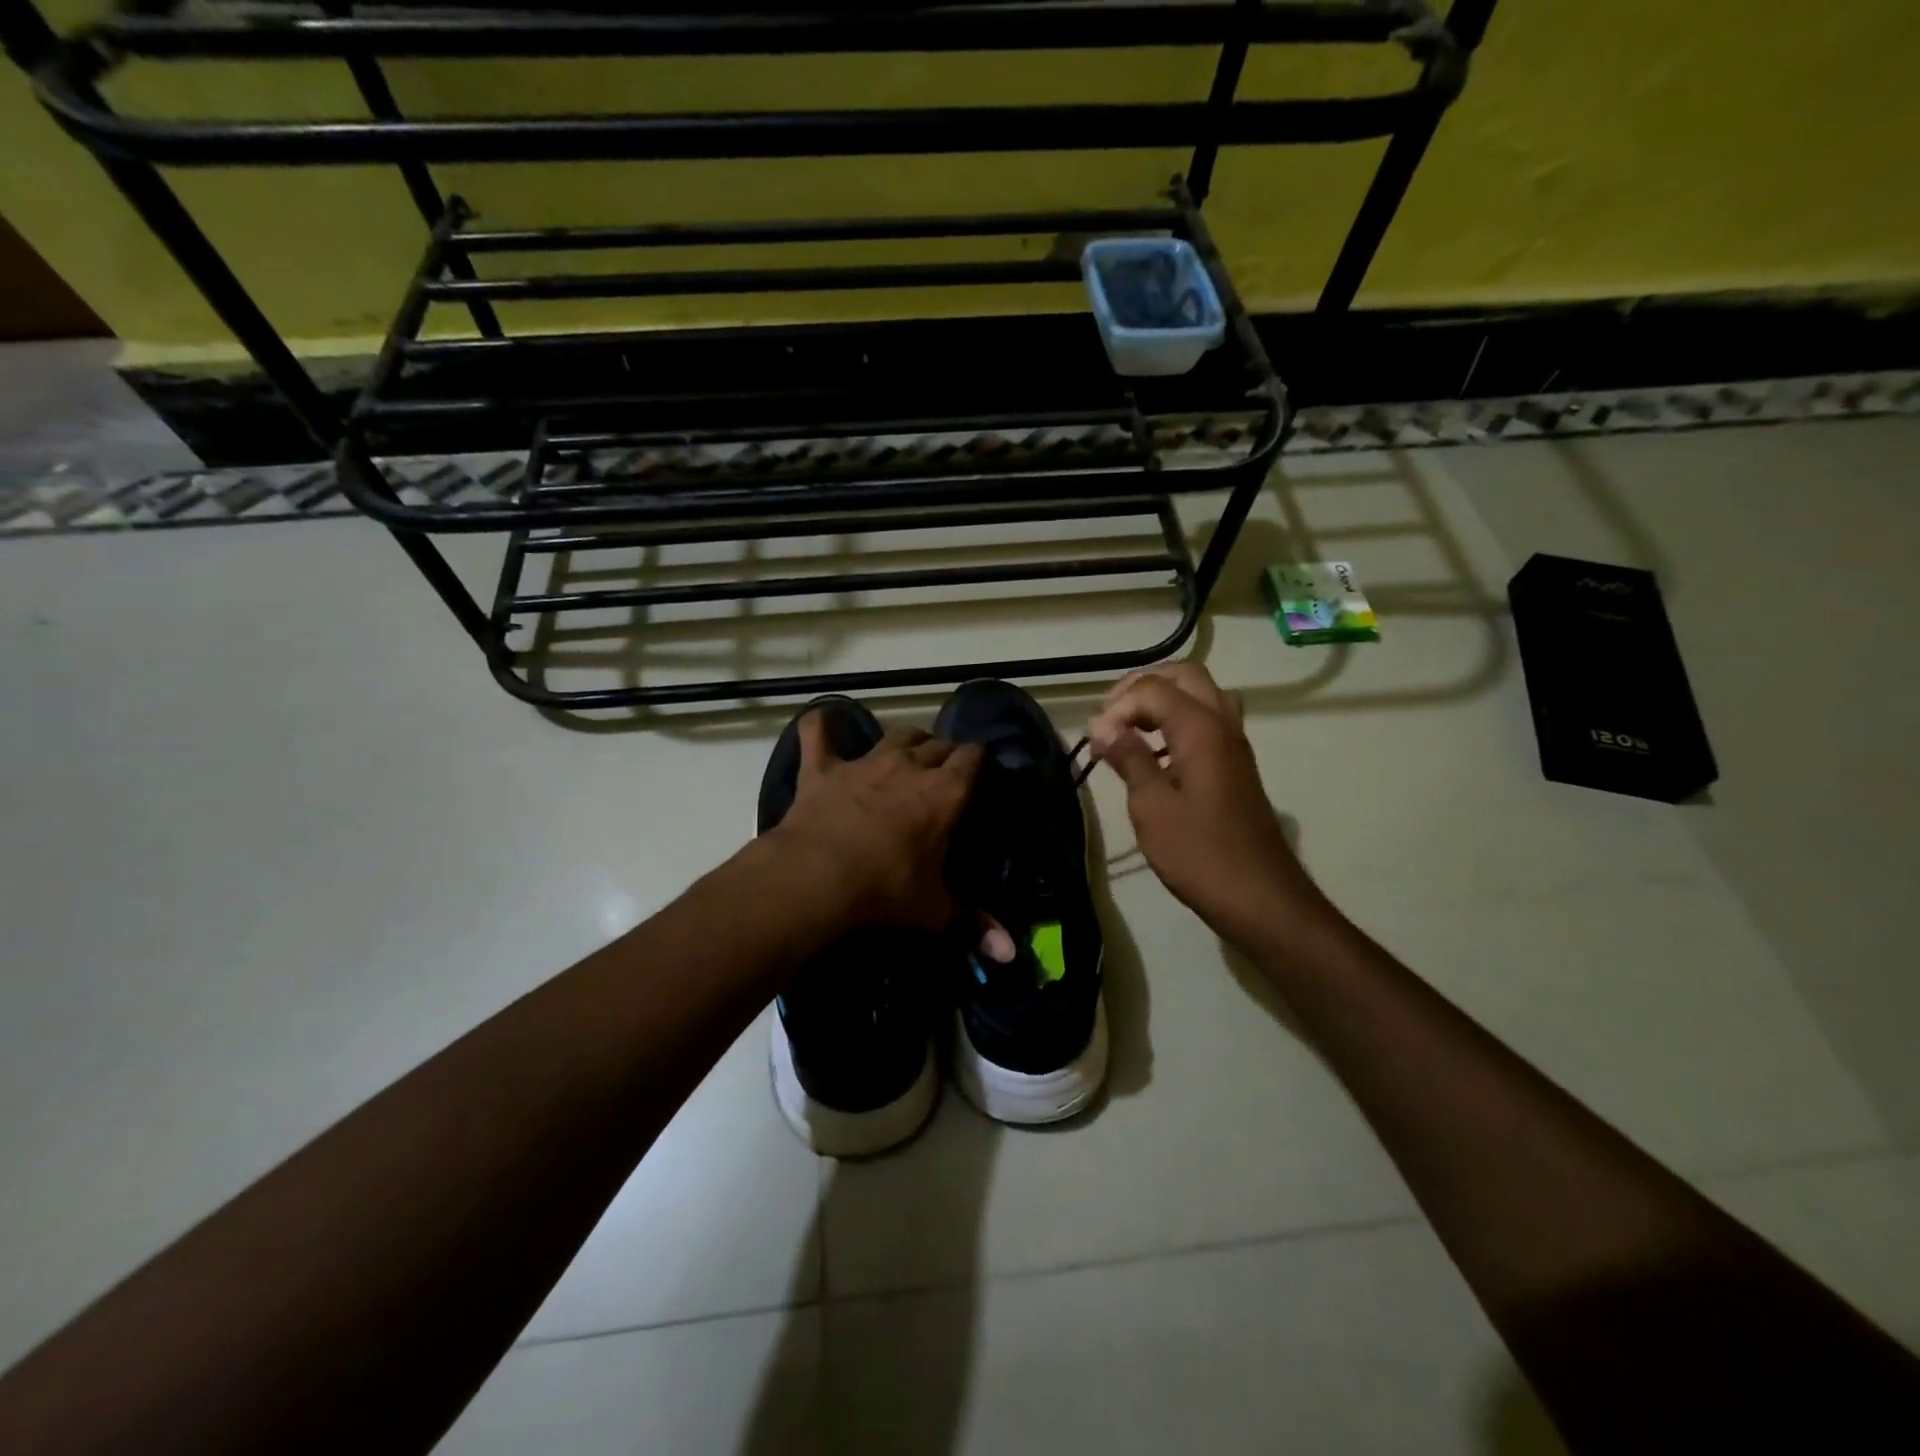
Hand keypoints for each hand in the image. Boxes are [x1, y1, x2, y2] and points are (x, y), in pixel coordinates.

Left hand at [772, 717, 982, 932]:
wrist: (817, 878)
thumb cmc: (885, 891)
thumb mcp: (934, 910)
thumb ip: (974, 924)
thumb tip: (1010, 953)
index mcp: (945, 793)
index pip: (972, 758)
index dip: (976, 761)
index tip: (977, 771)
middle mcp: (909, 766)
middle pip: (937, 743)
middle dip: (944, 751)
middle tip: (943, 771)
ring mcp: (864, 762)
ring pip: (895, 733)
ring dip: (905, 739)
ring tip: (906, 751)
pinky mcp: (824, 768)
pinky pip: (819, 734)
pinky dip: (821, 726)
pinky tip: (821, 721)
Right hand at [1086, 664, 1324, 941]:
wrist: (1259, 896)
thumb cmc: (1199, 852)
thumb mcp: (1151, 806)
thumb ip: (1128, 758)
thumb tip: (1102, 725)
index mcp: (1201, 728)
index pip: (1152, 689)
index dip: (1117, 707)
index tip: (1095, 741)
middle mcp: (1223, 724)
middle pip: (1185, 676)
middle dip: (1143, 687)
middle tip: (1111, 715)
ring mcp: (1235, 744)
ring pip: (1201, 696)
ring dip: (1163, 701)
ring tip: (1129, 729)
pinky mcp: (1236, 765)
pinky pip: (1207, 721)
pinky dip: (1178, 721)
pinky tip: (1155, 754)